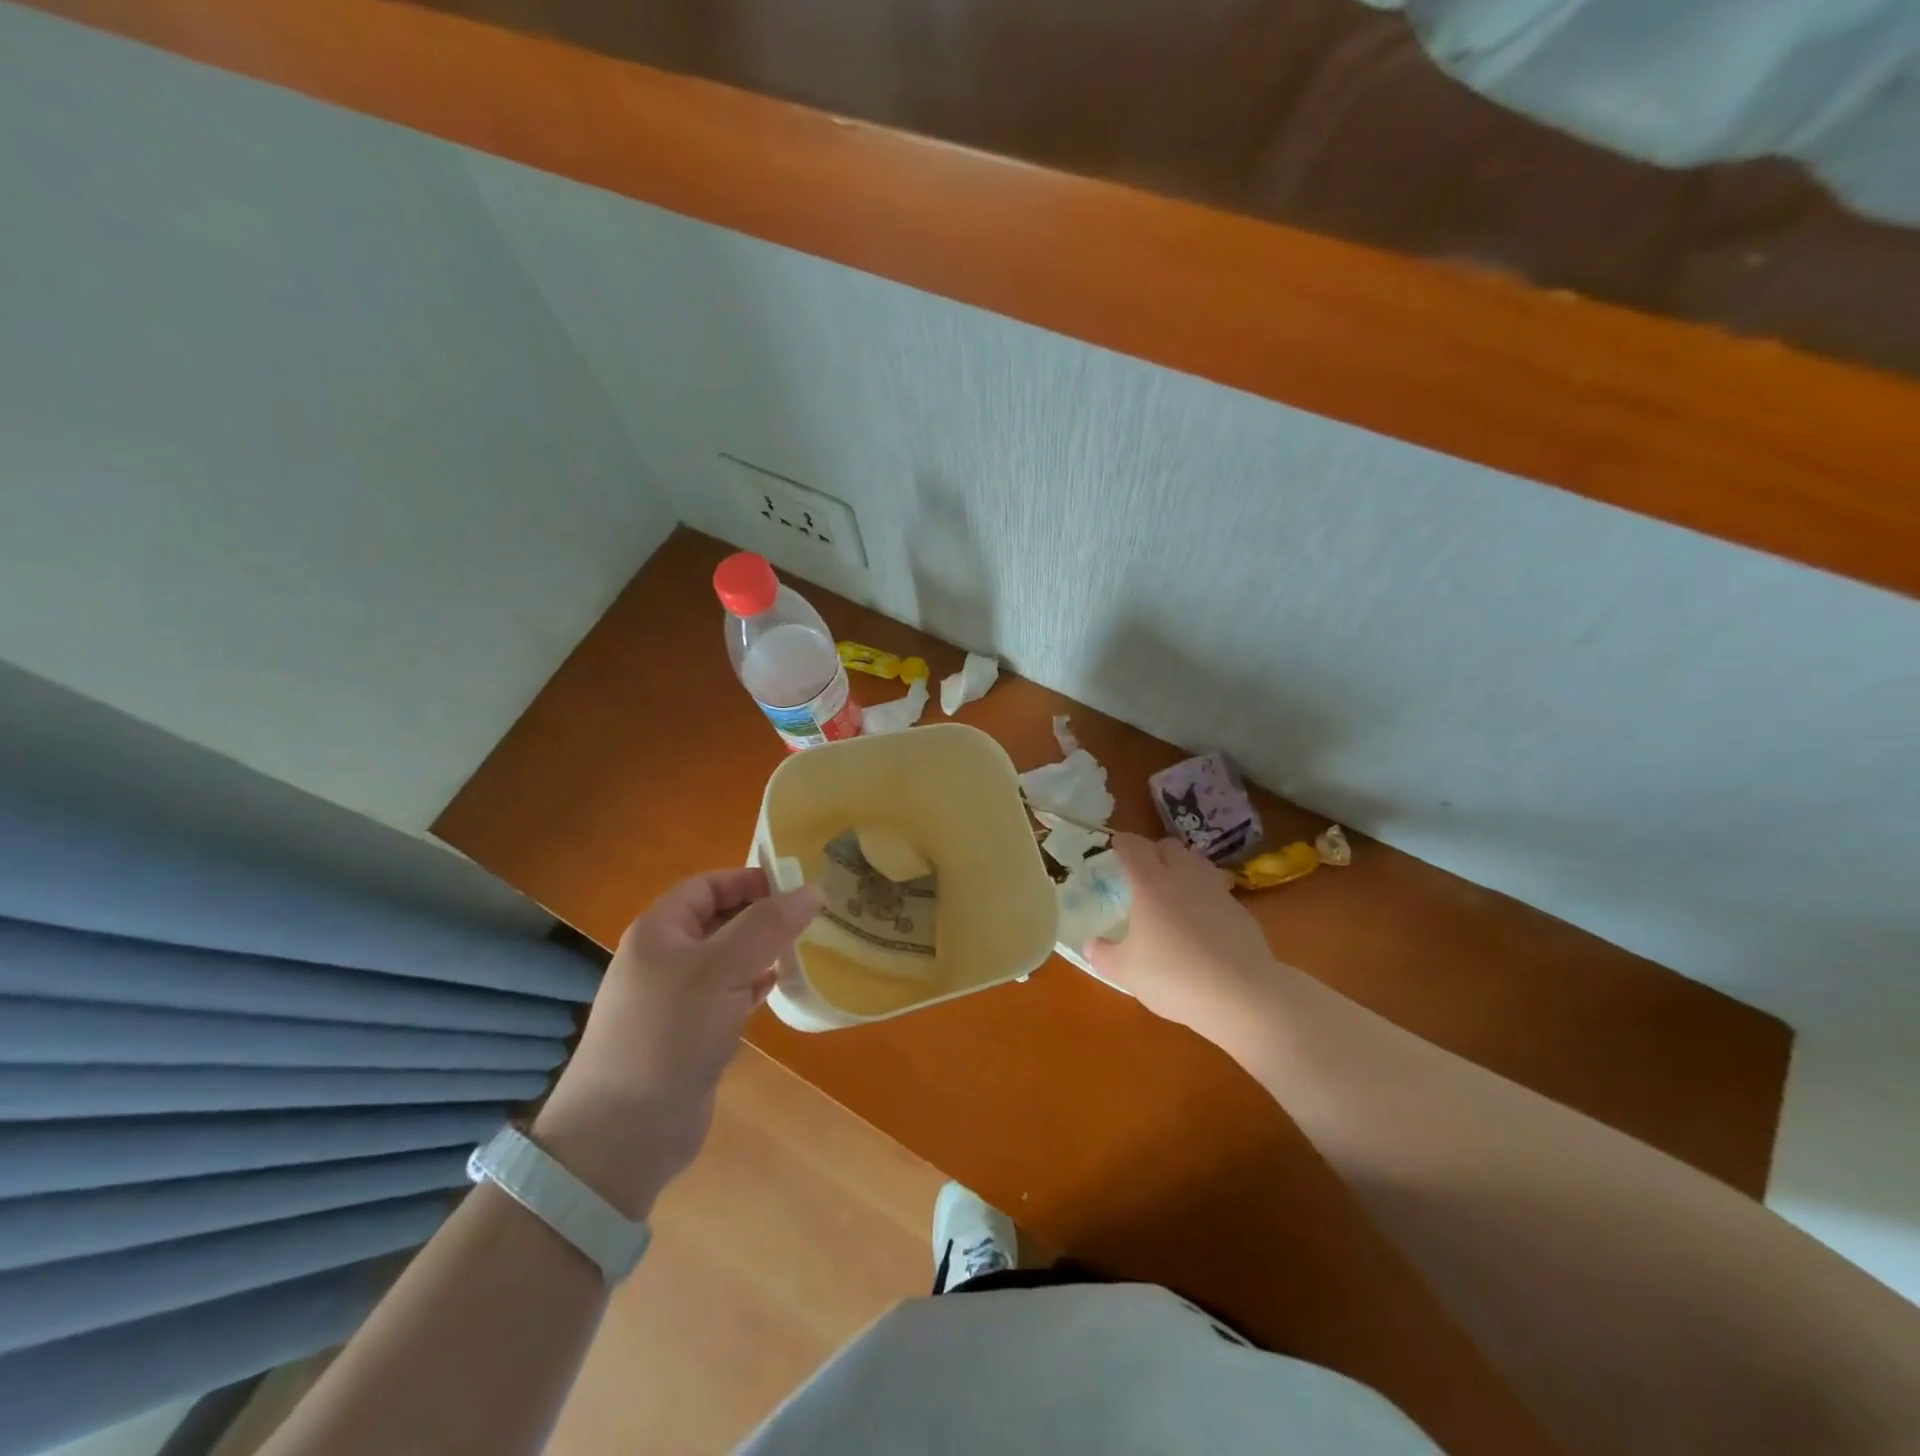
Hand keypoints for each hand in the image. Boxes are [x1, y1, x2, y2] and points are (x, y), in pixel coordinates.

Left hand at [534, 869, 820, 1216]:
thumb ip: (769, 926)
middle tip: (811, 918)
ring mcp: (677, 999)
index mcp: (660, 930)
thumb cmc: (670, 1033)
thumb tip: (813, 890)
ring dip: (763, 952)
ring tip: (805, 949)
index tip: (797, 888)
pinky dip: (755, 986)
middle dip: (763, 916)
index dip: (750, 880)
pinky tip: (780, 988)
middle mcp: (665, 958)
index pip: (708, 885)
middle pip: (720, 920)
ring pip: (728, 959)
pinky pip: (729, 995)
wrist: (624, 1133)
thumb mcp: (722, 968)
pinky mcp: (691, 1034)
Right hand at [1086, 834, 1282, 1041]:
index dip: (1123, 842)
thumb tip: (1090, 944)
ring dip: (1182, 866)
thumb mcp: (1126, 971)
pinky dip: (1204, 892)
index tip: (1115, 844)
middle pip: (1169, 846)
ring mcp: (1216, 891)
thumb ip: (1103, 954)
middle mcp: (1183, 877)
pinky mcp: (1240, 910)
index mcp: (1150, 884)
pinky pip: (1217, 887)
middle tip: (1143, 868)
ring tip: (1173, 887)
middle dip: (1154, 851)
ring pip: (1197, 861)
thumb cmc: (1174, 977)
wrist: (1242, 994)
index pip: (1134, 848)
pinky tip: (1201, 917)